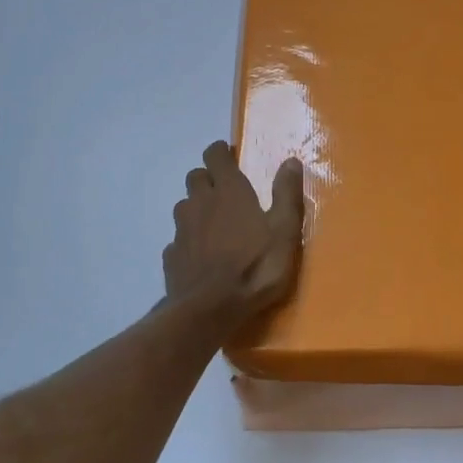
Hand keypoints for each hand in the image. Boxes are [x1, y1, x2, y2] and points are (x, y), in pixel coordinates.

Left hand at [164, 141, 303, 324]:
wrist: (210, 309)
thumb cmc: (256, 267)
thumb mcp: (284, 231)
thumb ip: (287, 195)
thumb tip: (291, 161)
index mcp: (229, 191)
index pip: (215, 155)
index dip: (220, 152)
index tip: (229, 156)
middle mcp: (200, 203)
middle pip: (195, 177)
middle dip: (208, 178)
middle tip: (225, 192)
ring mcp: (181, 230)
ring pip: (184, 206)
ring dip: (197, 208)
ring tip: (214, 224)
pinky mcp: (172, 256)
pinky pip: (178, 238)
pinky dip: (189, 240)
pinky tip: (201, 255)